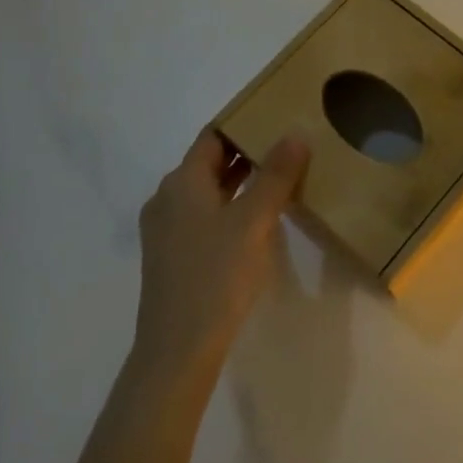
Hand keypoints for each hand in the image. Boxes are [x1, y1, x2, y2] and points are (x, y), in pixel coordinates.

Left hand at [132, 128, 308, 380]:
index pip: (213, 135)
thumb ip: (276, 175)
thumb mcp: (254, 220)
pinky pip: (205, 215)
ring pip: (208, 190)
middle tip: (288, 142)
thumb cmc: (217, 274)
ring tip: (281, 175)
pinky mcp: (173, 255)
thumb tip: (295, 133)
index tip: (276, 114)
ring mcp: (167, 229)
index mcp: (182, 181)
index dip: (243, 121)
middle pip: (210, 161)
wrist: (178, 348)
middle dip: (247, 150)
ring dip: (241, 180)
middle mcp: (168, 198)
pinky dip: (231, 205)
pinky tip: (258, 217)